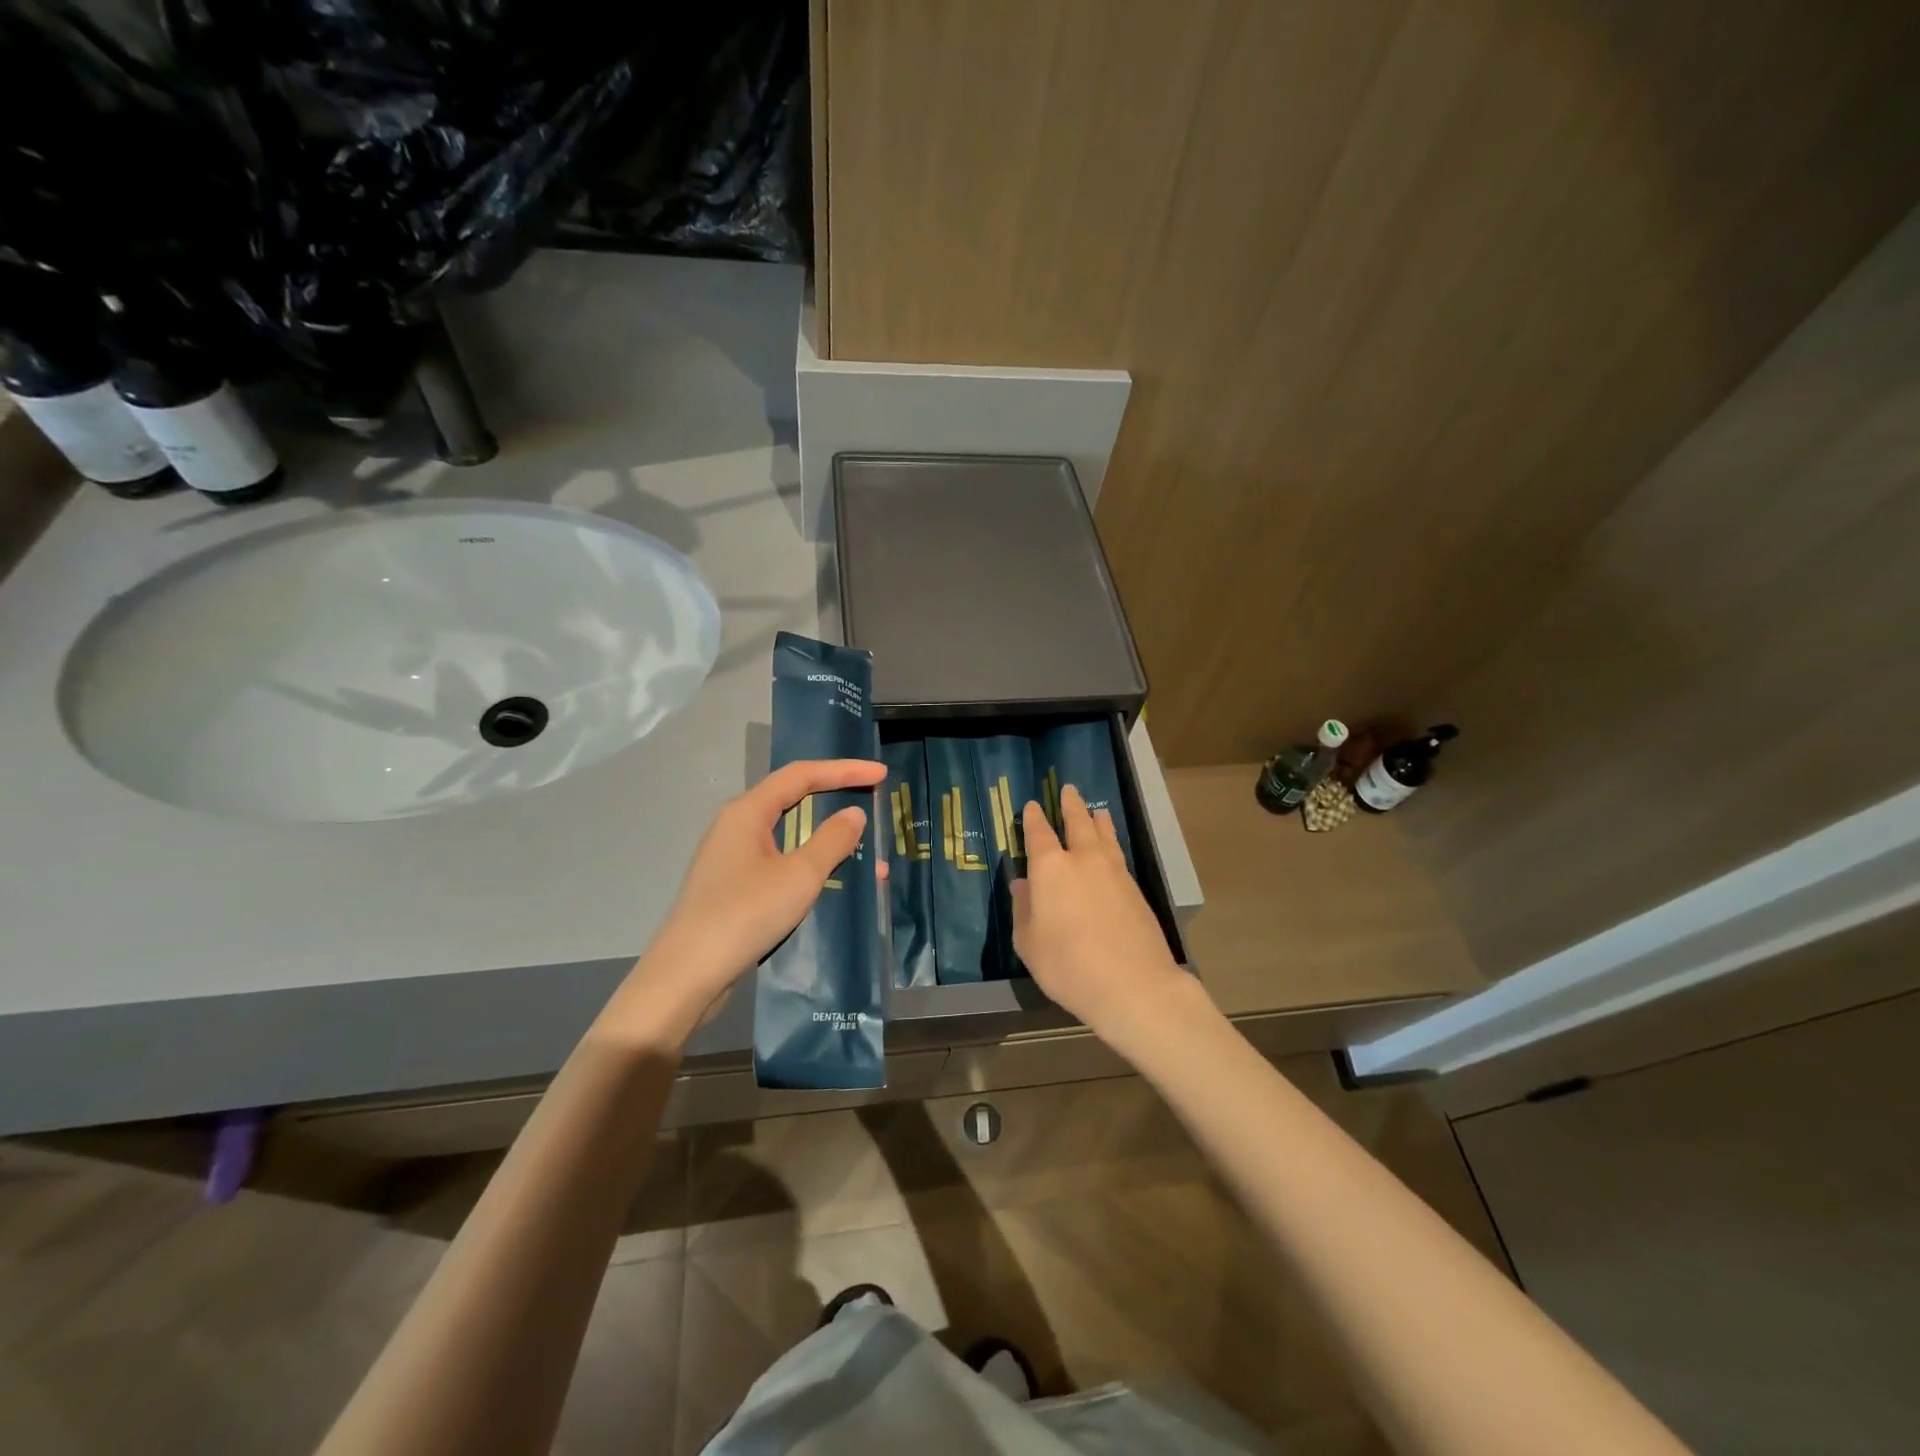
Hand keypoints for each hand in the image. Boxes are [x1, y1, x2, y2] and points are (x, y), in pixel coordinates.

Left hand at [606, 758, 886, 1041]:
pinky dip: (810, 863)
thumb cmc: (745, 915)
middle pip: (793, 799)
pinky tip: (833, 880)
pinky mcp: (733, 886)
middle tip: (873, 802)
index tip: (881, 773)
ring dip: (828, 839)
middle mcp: (737, 825)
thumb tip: (854, 814)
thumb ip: (831, 840)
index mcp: (748, 811)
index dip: (844, 770)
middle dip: (836, 799)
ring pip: (789, 834)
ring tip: (867, 852)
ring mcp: (732, 856)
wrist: (687, 975)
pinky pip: (780, 860)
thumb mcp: (799, 876)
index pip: (802, 775)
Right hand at [1013, 783, 1188, 1046]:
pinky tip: (1111, 848)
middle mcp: (1083, 861)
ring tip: (1096, 810)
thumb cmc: (1068, 967)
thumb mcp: (1029, 944)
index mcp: (1051, 870)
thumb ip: (1024, 910)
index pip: (1039, 835)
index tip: (1032, 805)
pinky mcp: (1135, 889)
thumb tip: (1022, 885)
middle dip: (1070, 806)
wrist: (1133, 985)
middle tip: (1069, 790)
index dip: (1034, 819)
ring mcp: (1114, 872)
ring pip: (1104, 835)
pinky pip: (1118, 854)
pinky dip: (1112, 842)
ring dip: (1097, 820)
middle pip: (1077, 824)